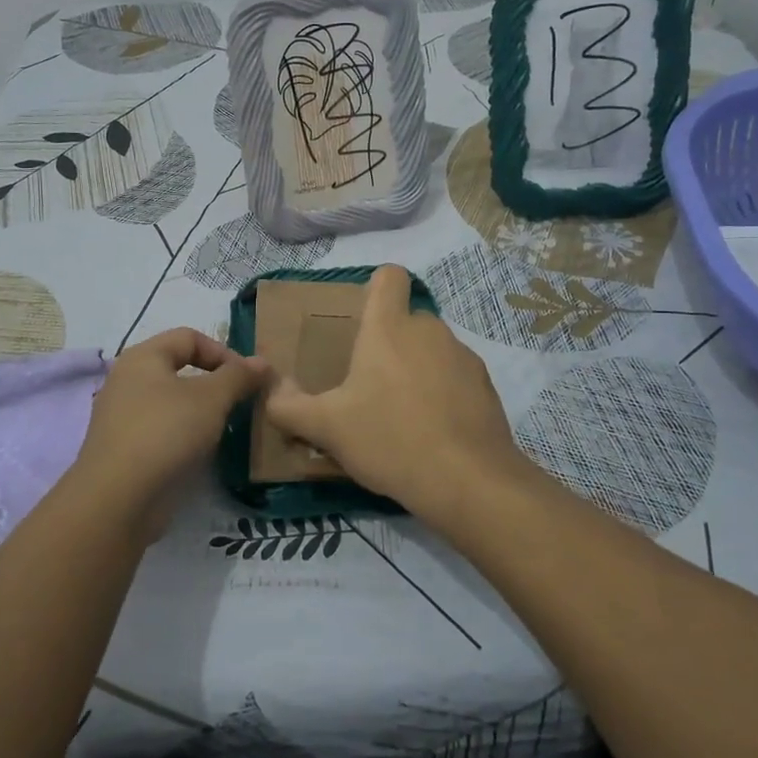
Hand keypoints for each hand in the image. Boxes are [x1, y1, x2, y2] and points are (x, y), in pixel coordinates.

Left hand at [73, 328, 266, 536]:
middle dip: (215, 382)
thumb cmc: (166, 433)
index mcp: (143, 357)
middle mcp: (128, 380)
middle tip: (240, 403)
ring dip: (201, 410)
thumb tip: (262, 362)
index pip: (190, 337)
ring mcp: (122, 416)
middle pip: (179, 368)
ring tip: (224, 428)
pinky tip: (199, 452)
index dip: (223, 352)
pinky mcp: (124, 449)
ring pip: (171, 401)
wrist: (117, 500)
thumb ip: (238, 376)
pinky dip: (184, 434)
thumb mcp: (211, 399)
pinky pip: (162, 429)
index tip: (247, 379)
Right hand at [264, 265, 523, 522]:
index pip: (389, 276)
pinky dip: (444, 393)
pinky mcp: (485, 385)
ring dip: (417, 369)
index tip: (362, 319)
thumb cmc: (389, 440)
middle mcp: (429, 330)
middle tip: (369, 385)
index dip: (376, 288)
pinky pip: (455, 376)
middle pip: (407, 319)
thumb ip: (288, 406)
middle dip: (389, 344)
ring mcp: (462, 356)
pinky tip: (433, 431)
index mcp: (389, 327)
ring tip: (402, 414)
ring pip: (432, 349)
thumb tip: (271, 388)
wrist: (467, 480)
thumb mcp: (326, 428)